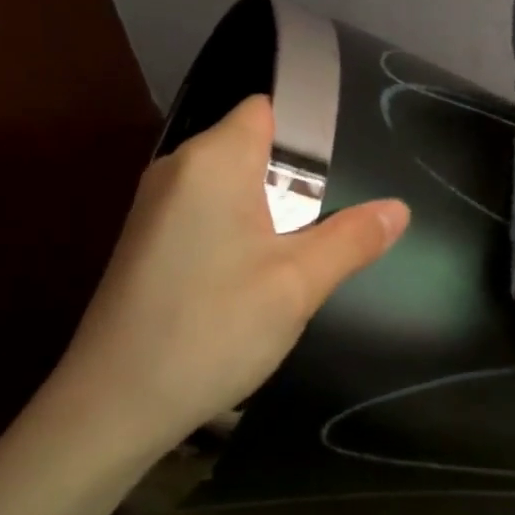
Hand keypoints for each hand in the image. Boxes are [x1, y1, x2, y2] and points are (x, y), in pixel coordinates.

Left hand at [34, 95, 408, 466]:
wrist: (115, 404)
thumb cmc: (213, 329)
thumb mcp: (298, 284)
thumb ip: (352, 239)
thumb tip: (399, 209)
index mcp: (212, 161)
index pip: (266, 110)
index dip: (309, 131)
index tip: (341, 175)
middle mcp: (177, 169)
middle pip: (250, 148)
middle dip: (295, 180)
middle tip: (329, 225)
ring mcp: (155, 207)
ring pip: (230, 186)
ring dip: (269, 212)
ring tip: (298, 257)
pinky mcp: (147, 242)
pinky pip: (206, 214)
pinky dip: (239, 232)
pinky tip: (253, 279)